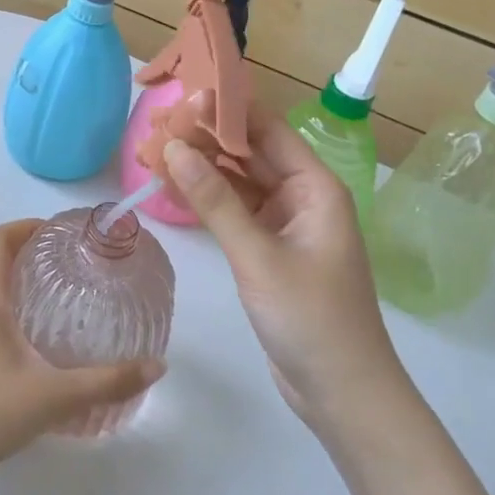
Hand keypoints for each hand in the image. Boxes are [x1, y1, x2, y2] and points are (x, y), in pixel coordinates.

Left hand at [0, 219, 165, 470]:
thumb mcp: (54, 396)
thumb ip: (106, 382)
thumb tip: (156, 366)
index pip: (1, 239)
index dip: (28, 225)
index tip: (59, 231)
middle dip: (33, 254)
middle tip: (71, 264)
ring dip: (21, 283)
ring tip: (60, 298)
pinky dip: (11, 310)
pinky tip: (35, 342)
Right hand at [163, 113, 412, 439]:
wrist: (343, 395)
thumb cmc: (311, 319)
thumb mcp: (258, 256)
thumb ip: (215, 200)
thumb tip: (173, 146)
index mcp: (314, 186)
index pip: (267, 130)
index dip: (226, 111)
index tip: (182, 99)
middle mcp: (301, 195)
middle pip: (249, 152)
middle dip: (204, 139)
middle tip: (155, 126)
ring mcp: (284, 222)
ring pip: (237, 181)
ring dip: (200, 168)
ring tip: (151, 151)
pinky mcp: (269, 247)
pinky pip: (234, 210)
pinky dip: (205, 199)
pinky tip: (170, 186)